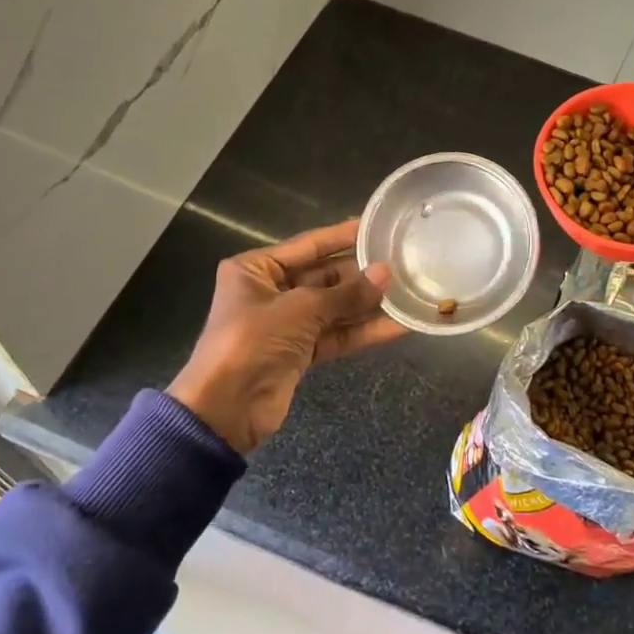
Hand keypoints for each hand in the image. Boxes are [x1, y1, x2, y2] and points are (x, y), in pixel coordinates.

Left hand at [168, 219, 404, 454]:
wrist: (226, 409)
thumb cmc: (252, 341)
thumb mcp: (300, 309)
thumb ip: (346, 293)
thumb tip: (386, 273)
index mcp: (256, 269)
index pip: (308, 245)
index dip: (343, 235)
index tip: (376, 225)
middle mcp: (271, 291)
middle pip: (325, 276)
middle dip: (361, 273)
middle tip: (402, 263)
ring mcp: (287, 324)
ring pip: (334, 308)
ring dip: (367, 303)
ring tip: (408, 291)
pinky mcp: (301, 353)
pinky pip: (336, 335)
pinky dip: (363, 331)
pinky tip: (397, 324)